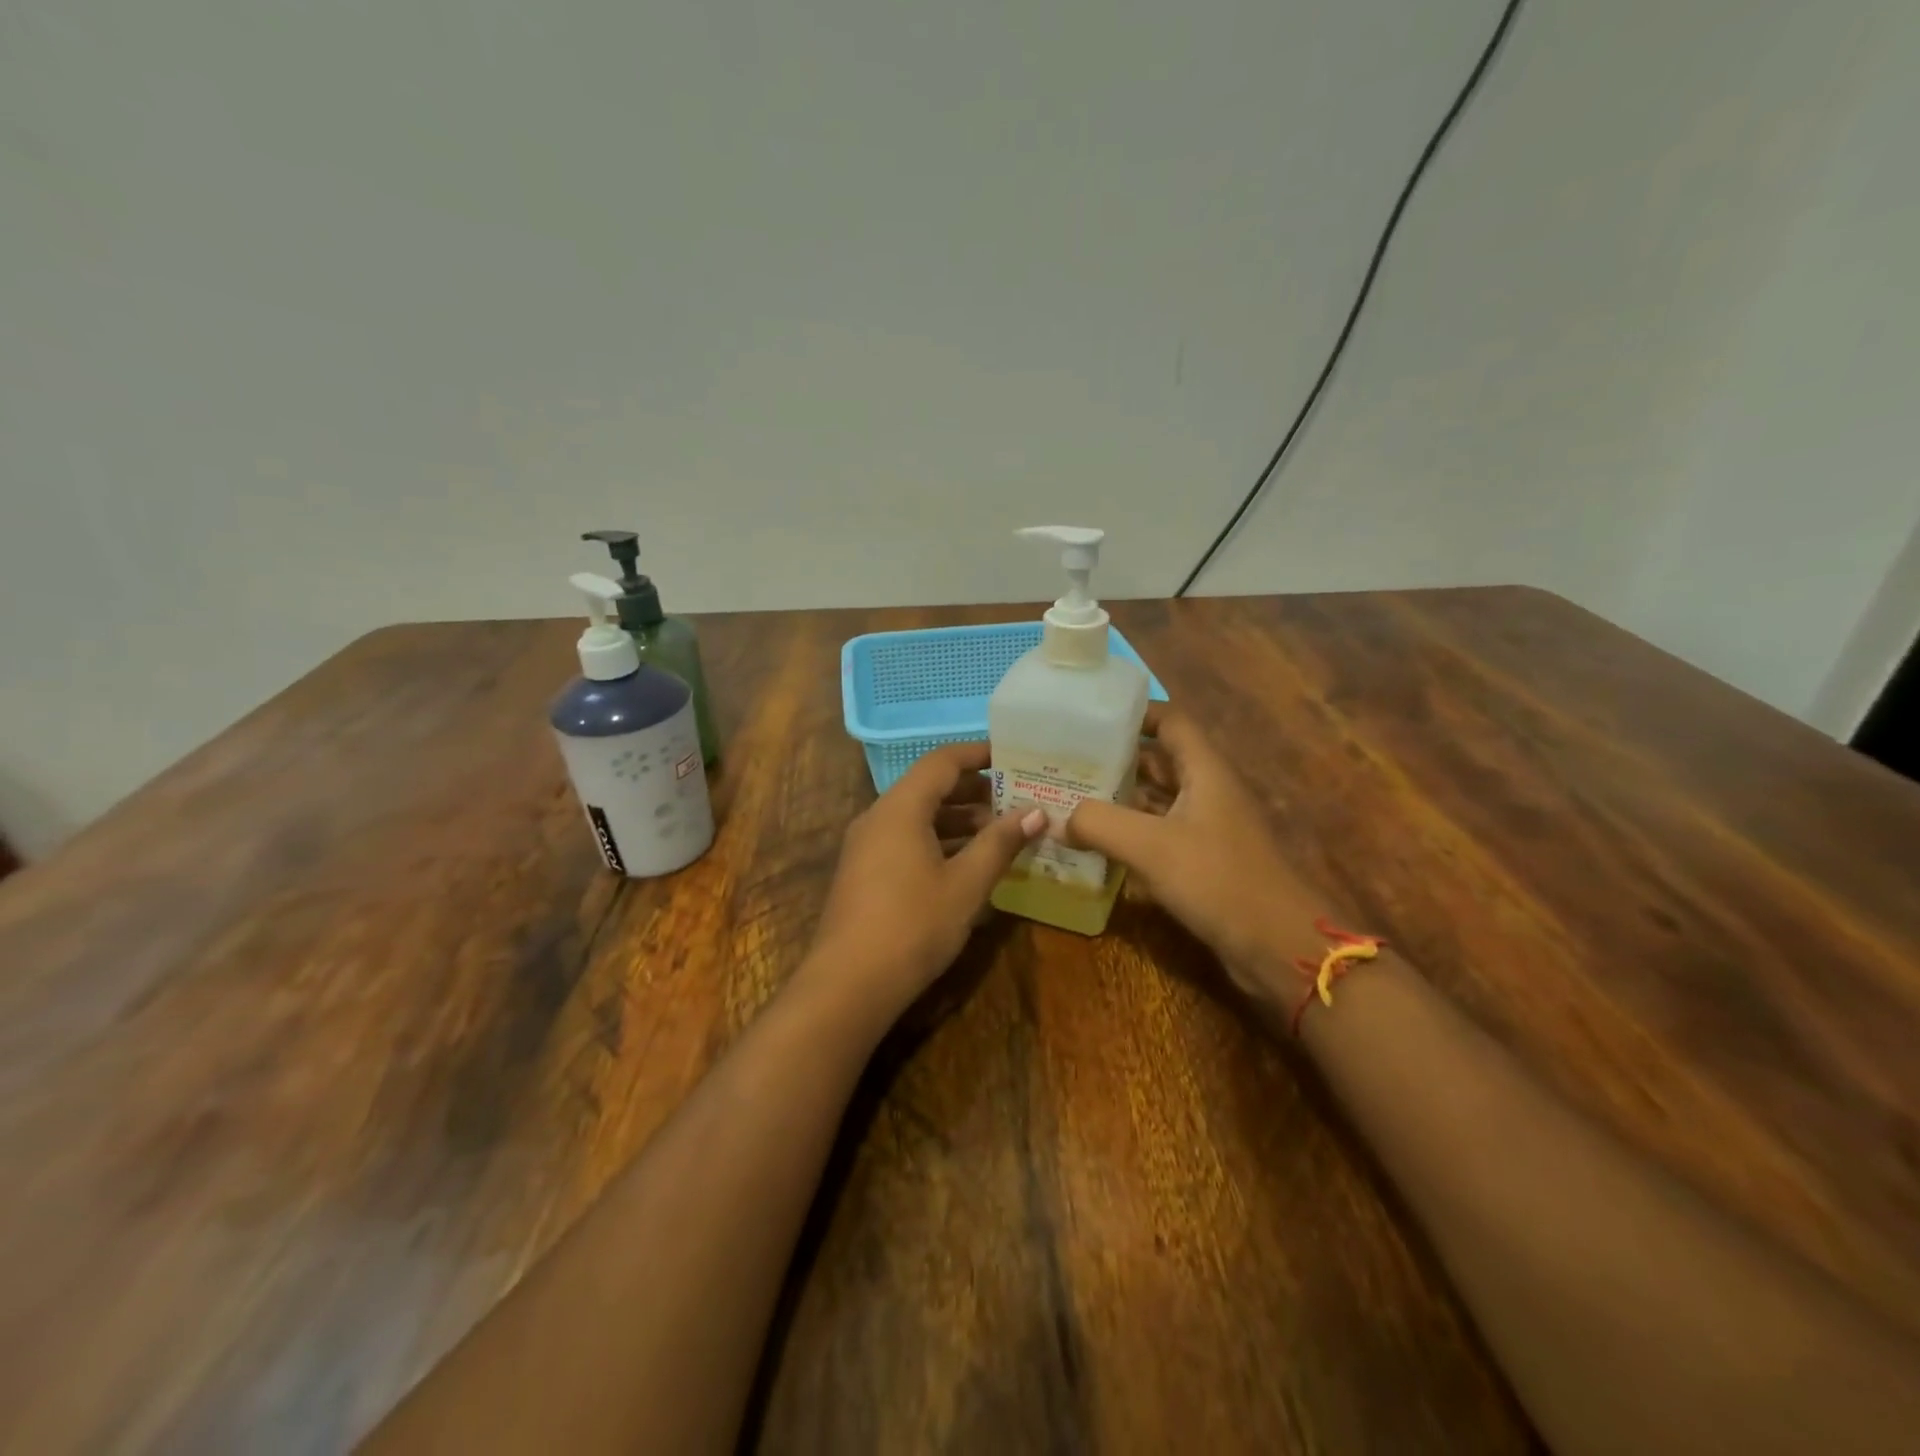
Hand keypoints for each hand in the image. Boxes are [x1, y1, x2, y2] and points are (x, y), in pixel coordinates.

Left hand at [806, 742, 1045, 1016]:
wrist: (848, 984)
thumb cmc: (913, 925)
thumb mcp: (966, 884)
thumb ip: (1000, 843)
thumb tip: (1036, 812)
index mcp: (900, 808)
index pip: (941, 761)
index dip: (978, 754)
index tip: (1012, 756)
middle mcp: (878, 817)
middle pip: (928, 787)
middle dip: (973, 790)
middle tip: (1015, 799)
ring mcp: (866, 846)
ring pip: (917, 817)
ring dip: (957, 820)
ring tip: (999, 834)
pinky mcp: (864, 873)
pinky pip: (905, 840)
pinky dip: (938, 841)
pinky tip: (966, 865)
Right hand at [1065, 704, 1323, 1000]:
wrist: (1277, 947)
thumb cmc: (1219, 880)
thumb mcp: (1151, 846)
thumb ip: (1099, 823)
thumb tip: (1056, 818)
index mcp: (1204, 771)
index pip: (1170, 721)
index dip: (1134, 713)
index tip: (1089, 718)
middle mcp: (1206, 792)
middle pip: (1157, 761)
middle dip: (1114, 758)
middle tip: (1063, 760)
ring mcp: (1205, 829)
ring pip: (1154, 801)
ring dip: (1117, 798)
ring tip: (1067, 797)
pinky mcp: (1201, 862)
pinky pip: (1157, 835)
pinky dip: (1127, 834)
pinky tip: (1092, 843)